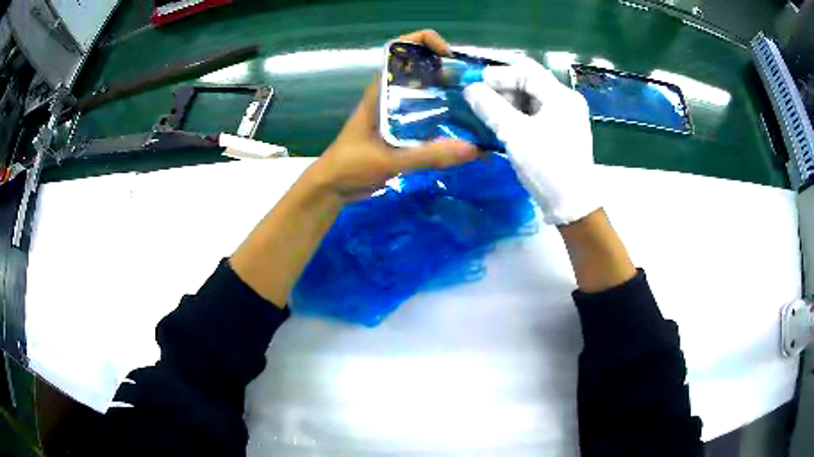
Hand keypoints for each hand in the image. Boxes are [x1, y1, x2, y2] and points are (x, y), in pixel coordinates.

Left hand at [305, 30, 478, 201]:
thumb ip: (428, 155)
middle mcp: (393, 94)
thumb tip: (474, 149)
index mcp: (383, 89)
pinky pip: (429, 116)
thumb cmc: (351, 164)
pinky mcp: (403, 130)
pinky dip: (447, 118)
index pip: (402, 48)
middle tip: (478, 88)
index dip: (427, 42)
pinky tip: (466, 131)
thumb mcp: (389, 158)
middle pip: (424, 69)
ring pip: (428, 92)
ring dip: (452, 94)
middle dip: (450, 71)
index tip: (451, 59)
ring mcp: (398, 111)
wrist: (333, 187)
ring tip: (479, 106)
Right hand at [463, 58, 599, 224]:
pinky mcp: (562, 131)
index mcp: (561, 96)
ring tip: (489, 114)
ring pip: (532, 98)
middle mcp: (566, 101)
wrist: (572, 206)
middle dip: (503, 88)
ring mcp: (566, 117)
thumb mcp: (515, 134)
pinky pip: (537, 113)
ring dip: (509, 102)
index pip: (525, 71)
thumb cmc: (547, 166)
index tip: (474, 86)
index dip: (498, 75)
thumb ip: (490, 107)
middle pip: (530, 82)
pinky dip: (519, 114)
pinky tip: (504, 124)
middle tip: (481, 101)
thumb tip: (469, 88)